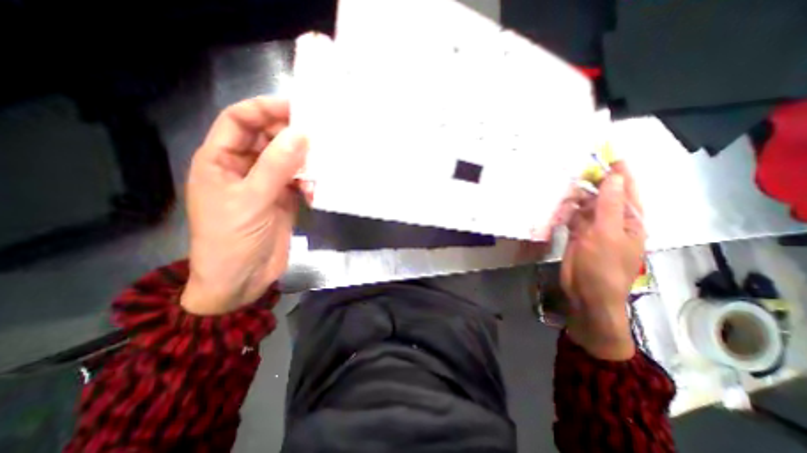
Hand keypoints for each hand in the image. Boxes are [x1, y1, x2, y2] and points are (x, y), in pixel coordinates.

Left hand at [181, 95, 307, 314]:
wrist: (243, 280)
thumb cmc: (233, 239)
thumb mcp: (253, 199)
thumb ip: (277, 166)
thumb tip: (301, 134)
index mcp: (221, 160)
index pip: (239, 121)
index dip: (264, 109)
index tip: (296, 107)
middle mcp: (244, 167)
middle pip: (268, 138)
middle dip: (291, 135)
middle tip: (319, 135)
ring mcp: (266, 184)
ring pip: (288, 160)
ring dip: (305, 163)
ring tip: (321, 167)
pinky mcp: (284, 199)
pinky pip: (299, 181)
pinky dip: (310, 183)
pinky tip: (315, 192)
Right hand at [563, 163, 642, 359]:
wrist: (587, 293)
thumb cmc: (603, 266)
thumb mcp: (607, 233)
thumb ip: (609, 205)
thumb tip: (614, 176)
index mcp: (629, 220)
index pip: (627, 190)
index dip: (620, 172)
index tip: (608, 154)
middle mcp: (612, 221)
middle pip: (603, 196)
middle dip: (591, 183)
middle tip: (574, 169)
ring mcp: (593, 229)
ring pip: (585, 206)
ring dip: (575, 197)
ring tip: (561, 187)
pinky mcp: (577, 235)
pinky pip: (573, 218)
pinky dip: (565, 211)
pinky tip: (557, 205)